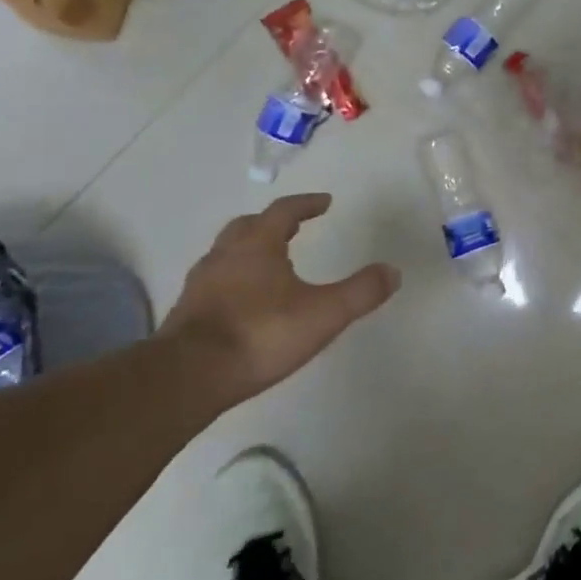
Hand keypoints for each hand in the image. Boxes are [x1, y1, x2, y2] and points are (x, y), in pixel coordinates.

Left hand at [162, 194, 399, 399]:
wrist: (188, 377)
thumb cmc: (261, 334)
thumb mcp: (324, 314)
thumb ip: (360, 291)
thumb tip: (393, 271)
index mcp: (258, 245)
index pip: (284, 211)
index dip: (306, 204)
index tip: (324, 202)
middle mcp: (225, 255)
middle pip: (248, 226)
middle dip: (273, 223)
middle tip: (293, 228)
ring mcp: (201, 283)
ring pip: (227, 253)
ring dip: (250, 250)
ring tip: (270, 263)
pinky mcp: (187, 312)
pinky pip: (215, 282)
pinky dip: (234, 279)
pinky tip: (245, 301)